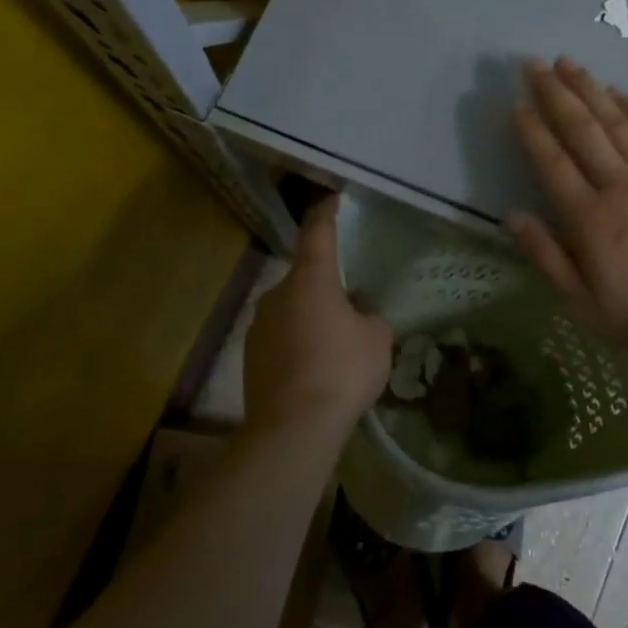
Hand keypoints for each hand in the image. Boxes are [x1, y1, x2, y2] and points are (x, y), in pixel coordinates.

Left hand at [243, 197, 392, 437]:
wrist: (292, 428)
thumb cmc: (341, 371)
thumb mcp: (377, 338)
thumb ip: (371, 315)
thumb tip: (358, 310)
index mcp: (311, 279)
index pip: (317, 233)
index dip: (326, 213)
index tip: (332, 199)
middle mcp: (277, 293)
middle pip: (305, 277)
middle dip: (326, 286)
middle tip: (352, 308)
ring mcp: (258, 325)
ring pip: (292, 309)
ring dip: (311, 317)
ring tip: (335, 346)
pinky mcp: (250, 356)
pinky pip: (281, 337)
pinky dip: (298, 343)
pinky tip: (315, 369)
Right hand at [508, 58, 627, 359]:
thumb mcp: (584, 305)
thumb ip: (547, 259)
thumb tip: (513, 217)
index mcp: (590, 219)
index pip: (552, 163)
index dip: (532, 131)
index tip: (517, 104)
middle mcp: (619, 186)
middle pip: (581, 130)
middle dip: (554, 94)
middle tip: (533, 65)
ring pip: (616, 122)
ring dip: (589, 89)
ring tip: (568, 63)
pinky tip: (617, 91)